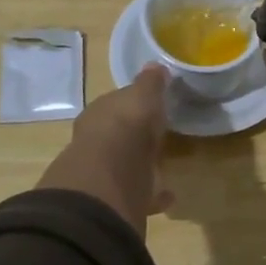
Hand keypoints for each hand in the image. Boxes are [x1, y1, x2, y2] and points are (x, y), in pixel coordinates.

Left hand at [36, 66, 172, 234]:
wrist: (110, 176)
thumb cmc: (126, 126)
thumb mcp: (143, 95)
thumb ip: (149, 83)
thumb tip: (154, 65)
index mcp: (99, 113)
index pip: (116, 104)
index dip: (132, 104)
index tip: (151, 105)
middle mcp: (96, 141)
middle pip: (118, 135)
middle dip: (134, 136)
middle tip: (157, 136)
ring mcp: (104, 172)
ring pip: (125, 164)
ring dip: (141, 164)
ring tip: (163, 166)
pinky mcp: (116, 199)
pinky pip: (138, 193)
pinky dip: (153, 193)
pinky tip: (169, 194)